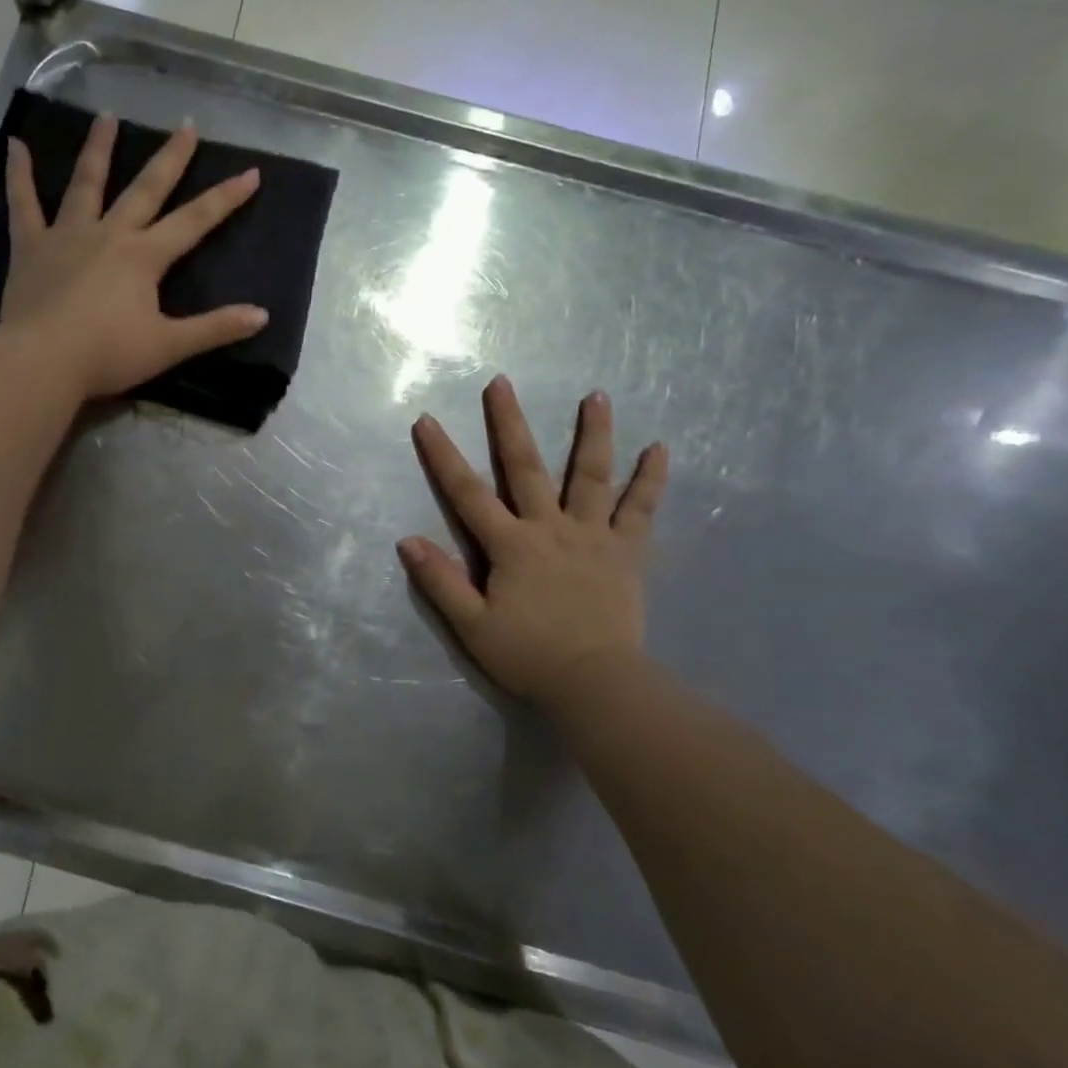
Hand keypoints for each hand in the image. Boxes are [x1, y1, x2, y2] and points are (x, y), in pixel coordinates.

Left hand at [1, 113, 267, 399]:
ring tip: (107, 116)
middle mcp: (110, 234)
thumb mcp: (169, 346)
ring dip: (99, 148)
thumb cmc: (107, 355)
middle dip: (170, 157)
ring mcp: (67, 235)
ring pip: (86, 183)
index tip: (251, 172)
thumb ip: (215, 329)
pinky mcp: (30, 247)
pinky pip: (23, 204)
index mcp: (144, 257)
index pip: (194, 221)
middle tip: (186, 124)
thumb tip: (262, 316)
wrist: (42, 362)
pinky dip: (19, 174)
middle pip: (146, 189)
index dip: (225, 198)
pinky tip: (15, 145)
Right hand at [399, 377, 668, 707]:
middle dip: (509, 423)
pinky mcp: (626, 551)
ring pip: (592, 476)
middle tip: (502, 382)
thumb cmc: (529, 656)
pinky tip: (660, 449)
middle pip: (526, 467)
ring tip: (597, 395)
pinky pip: (640, 510)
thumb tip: (407, 540)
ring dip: (593, 433)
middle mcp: (550, 528)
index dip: (443, 456)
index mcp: (511, 545)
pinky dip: (651, 479)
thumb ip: (441, 582)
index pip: (467, 493)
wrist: (596, 684)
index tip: (427, 420)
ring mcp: (592, 535)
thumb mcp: (472, 626)